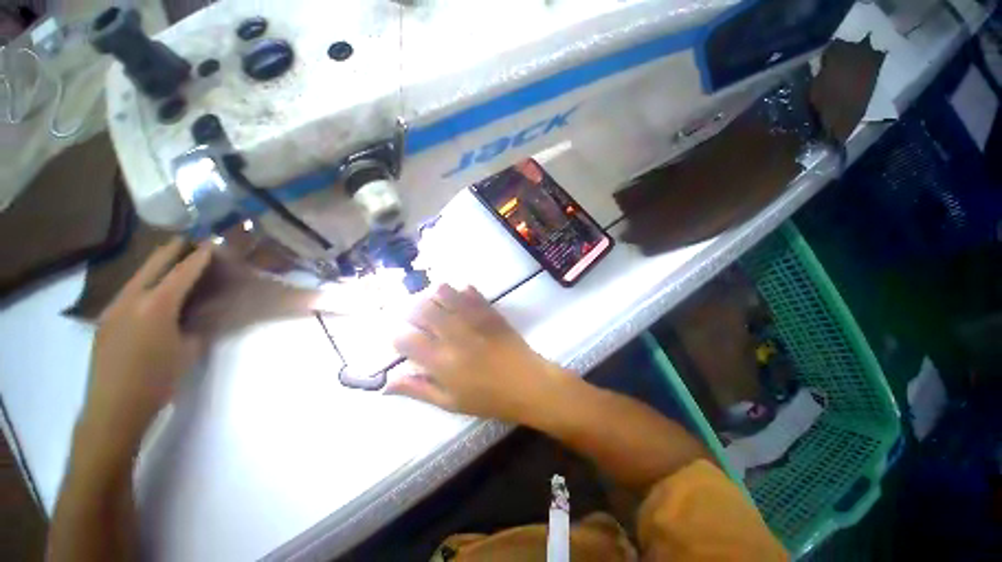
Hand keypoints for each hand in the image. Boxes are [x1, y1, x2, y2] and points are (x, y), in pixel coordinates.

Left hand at [80, 238, 211, 453]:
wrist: (113, 407)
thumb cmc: (158, 380)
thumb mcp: (189, 351)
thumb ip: (198, 325)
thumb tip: (204, 311)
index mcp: (157, 305)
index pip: (183, 272)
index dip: (199, 257)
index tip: (212, 244)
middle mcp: (131, 299)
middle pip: (153, 265)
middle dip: (172, 250)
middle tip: (188, 240)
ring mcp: (113, 308)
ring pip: (137, 276)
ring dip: (155, 265)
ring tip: (171, 260)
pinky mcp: (105, 320)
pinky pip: (127, 292)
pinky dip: (143, 283)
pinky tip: (151, 290)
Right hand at [389, 284, 572, 423]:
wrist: (527, 383)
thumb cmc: (488, 398)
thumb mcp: (450, 403)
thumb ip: (418, 390)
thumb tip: (387, 382)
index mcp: (440, 361)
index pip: (405, 340)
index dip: (399, 338)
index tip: (404, 341)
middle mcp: (453, 335)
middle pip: (422, 310)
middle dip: (412, 311)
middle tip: (416, 318)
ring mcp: (473, 319)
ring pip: (444, 293)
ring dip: (434, 295)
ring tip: (435, 303)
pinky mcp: (489, 311)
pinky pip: (471, 292)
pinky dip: (461, 291)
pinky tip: (460, 296)